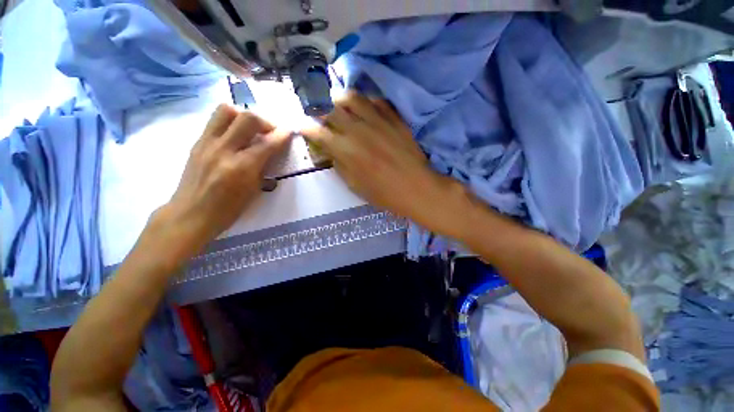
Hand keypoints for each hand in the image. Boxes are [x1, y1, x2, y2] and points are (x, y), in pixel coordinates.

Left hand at [155, 105, 290, 260]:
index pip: (268, 143)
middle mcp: (223, 150)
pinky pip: (215, 121)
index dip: (282, 135)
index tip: (290, 132)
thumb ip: (263, 167)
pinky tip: (235, 137)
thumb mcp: (254, 191)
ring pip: (226, 110)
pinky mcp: (197, 143)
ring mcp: (207, 143)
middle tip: (270, 132)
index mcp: (242, 167)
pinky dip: (230, 123)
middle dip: (264, 121)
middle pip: (247, 117)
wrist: (190, 214)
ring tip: (250, 129)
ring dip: (243, 116)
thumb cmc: (228, 209)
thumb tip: (271, 151)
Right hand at [301, 92, 461, 228]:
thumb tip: (329, 150)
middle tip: (319, 114)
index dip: (306, 127)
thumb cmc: (384, 194)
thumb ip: (339, 164)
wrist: (417, 188)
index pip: (316, 131)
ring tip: (339, 106)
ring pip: (352, 96)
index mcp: (345, 149)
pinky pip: (376, 101)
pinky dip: (366, 102)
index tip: (303, 126)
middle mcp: (358, 129)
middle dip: (319, 108)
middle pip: (330, 107)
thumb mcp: (355, 186)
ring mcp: (378, 120)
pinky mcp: (394, 118)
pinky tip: (365, 110)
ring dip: (340, 98)